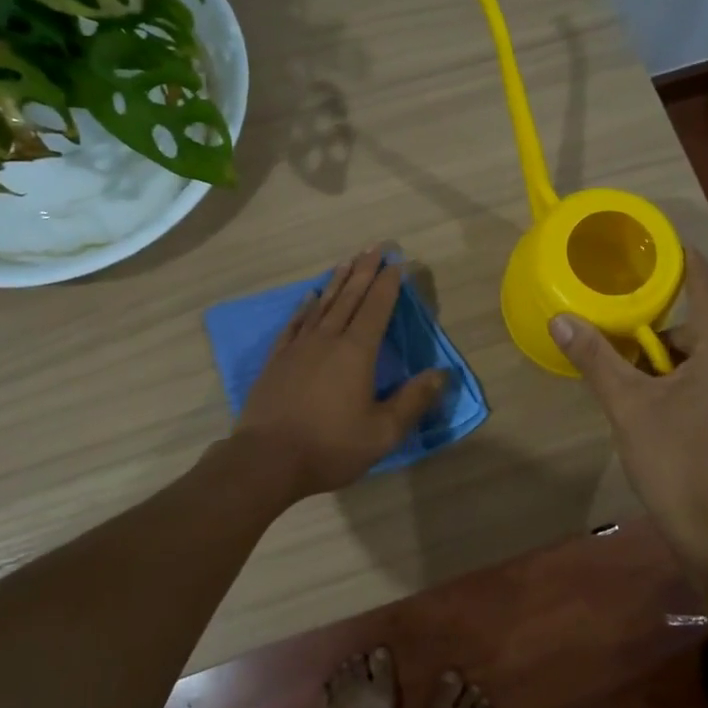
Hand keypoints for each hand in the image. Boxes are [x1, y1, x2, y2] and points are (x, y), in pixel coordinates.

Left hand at [233, 249, 446, 499]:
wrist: (267, 460)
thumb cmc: (330, 446)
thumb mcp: (382, 432)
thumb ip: (413, 401)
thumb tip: (441, 374)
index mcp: (356, 353)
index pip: (377, 308)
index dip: (389, 284)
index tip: (398, 262)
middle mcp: (328, 340)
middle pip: (350, 297)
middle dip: (365, 270)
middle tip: (376, 247)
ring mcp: (298, 348)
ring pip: (322, 304)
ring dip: (337, 281)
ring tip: (348, 261)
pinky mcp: (277, 360)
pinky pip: (295, 323)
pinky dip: (305, 307)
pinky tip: (310, 297)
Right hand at [553, 248, 707, 560]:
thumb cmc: (673, 460)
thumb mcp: (627, 405)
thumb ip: (596, 359)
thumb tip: (561, 320)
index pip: (705, 292)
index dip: (686, 264)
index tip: (662, 242)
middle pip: (692, 329)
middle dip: (651, 328)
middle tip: (612, 328)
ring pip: (689, 361)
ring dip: (655, 360)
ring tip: (617, 369)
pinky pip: (693, 384)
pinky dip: (665, 382)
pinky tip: (638, 401)